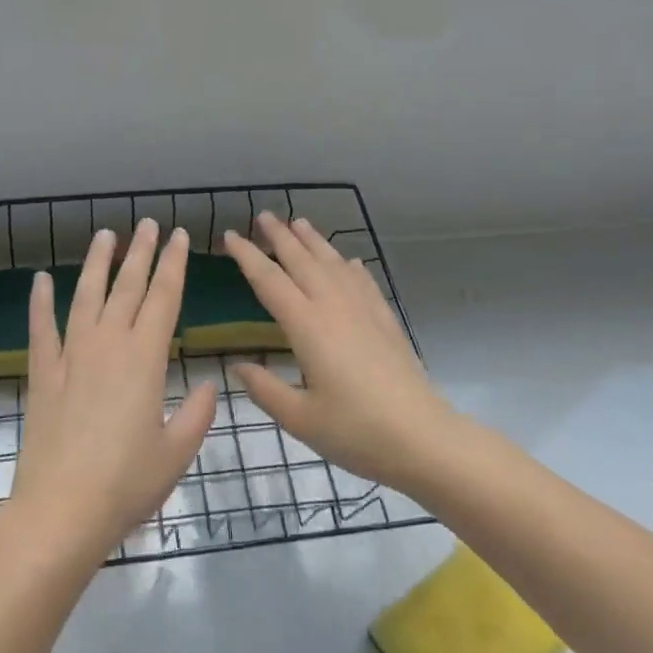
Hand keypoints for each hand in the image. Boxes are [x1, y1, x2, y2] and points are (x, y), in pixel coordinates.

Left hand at [9, 221, 217, 563]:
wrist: (61, 509)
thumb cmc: (126, 483)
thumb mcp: (176, 453)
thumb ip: (197, 414)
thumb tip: (210, 384)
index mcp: (145, 359)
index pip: (164, 298)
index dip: (173, 264)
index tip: (179, 236)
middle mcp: (108, 344)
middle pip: (127, 287)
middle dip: (141, 252)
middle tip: (148, 224)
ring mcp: (71, 355)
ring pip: (86, 296)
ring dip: (97, 263)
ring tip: (106, 235)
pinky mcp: (43, 373)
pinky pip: (41, 329)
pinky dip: (40, 302)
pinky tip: (40, 280)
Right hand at [225, 213, 454, 496]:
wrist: (423, 437)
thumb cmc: (356, 431)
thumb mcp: (300, 418)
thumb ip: (265, 390)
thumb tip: (238, 367)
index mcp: (307, 326)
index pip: (269, 280)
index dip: (247, 256)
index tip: (230, 235)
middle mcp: (334, 307)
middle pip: (302, 260)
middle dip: (280, 236)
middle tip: (264, 215)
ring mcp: (363, 310)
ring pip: (333, 263)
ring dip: (314, 240)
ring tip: (299, 222)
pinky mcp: (385, 319)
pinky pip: (362, 280)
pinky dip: (349, 265)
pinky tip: (347, 261)